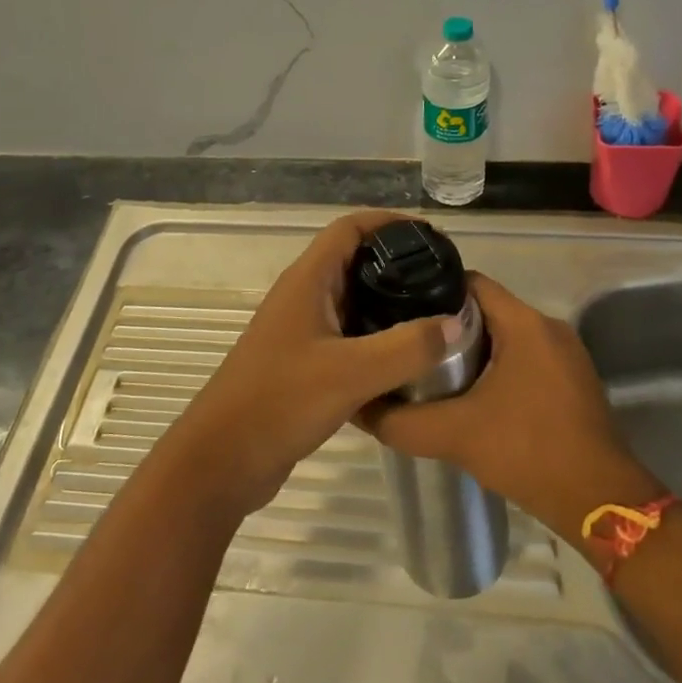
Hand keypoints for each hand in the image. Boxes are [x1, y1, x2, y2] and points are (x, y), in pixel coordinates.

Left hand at [158, 212, 453, 523]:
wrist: (223, 459)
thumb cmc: (281, 401)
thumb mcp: (351, 373)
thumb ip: (407, 347)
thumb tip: (458, 322)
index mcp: (308, 280)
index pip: (350, 228)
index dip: (390, 222)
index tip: (433, 237)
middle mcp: (303, 296)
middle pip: (354, 261)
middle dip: (397, 264)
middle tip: (443, 279)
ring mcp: (301, 330)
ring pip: (352, 302)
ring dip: (388, 303)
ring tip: (434, 315)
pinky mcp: (303, 362)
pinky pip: (347, 336)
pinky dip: (376, 338)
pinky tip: (406, 358)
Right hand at [361, 273, 660, 545]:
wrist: (600, 502)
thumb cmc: (528, 452)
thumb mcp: (454, 436)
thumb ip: (401, 421)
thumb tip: (358, 408)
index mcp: (524, 323)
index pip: (470, 282)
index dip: (432, 291)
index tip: (402, 310)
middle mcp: (548, 327)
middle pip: (487, 307)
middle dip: (447, 323)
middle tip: (409, 343)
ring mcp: (565, 353)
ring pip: (505, 333)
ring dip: (472, 347)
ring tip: (431, 368)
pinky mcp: (571, 379)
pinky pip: (524, 355)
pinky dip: (497, 365)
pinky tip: (471, 393)